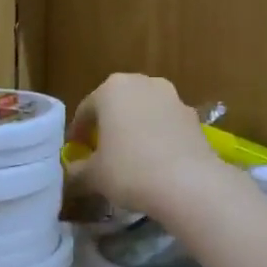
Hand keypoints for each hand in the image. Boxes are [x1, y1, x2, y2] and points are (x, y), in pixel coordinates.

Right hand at [66, 74, 220, 222]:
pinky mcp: (195, 117)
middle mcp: (144, 83)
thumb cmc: (129, 170)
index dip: (78, 132)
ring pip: (145, 112)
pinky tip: (156, 162)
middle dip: (109, 125)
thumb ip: (77, 171)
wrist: (189, 183)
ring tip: (131, 157)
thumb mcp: (93, 176)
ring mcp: (173, 98)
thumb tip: (71, 173)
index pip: (86, 110)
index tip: (75, 151)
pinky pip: (167, 125)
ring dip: (135, 129)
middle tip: (102, 151)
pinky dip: (158, 138)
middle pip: (118, 105)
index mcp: (112, 89)